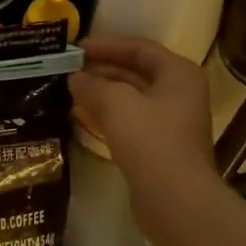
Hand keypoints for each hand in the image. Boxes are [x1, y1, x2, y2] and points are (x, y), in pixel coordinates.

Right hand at [71, 36, 220, 241]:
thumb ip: (92, 85)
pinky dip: (105, 116)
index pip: (140, 49)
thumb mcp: (116, 103)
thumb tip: (75, 78)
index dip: (107, 45)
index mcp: (178, 75)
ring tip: (68, 91)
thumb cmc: (151, 141)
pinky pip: (127, 122)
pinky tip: (79, 117)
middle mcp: (178, 94)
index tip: (76, 47)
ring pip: (129, 100)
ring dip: (100, 94)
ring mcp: (169, 123)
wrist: (175, 200)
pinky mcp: (157, 148)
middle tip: (67, 70)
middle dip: (101, 71)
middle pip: (135, 73)